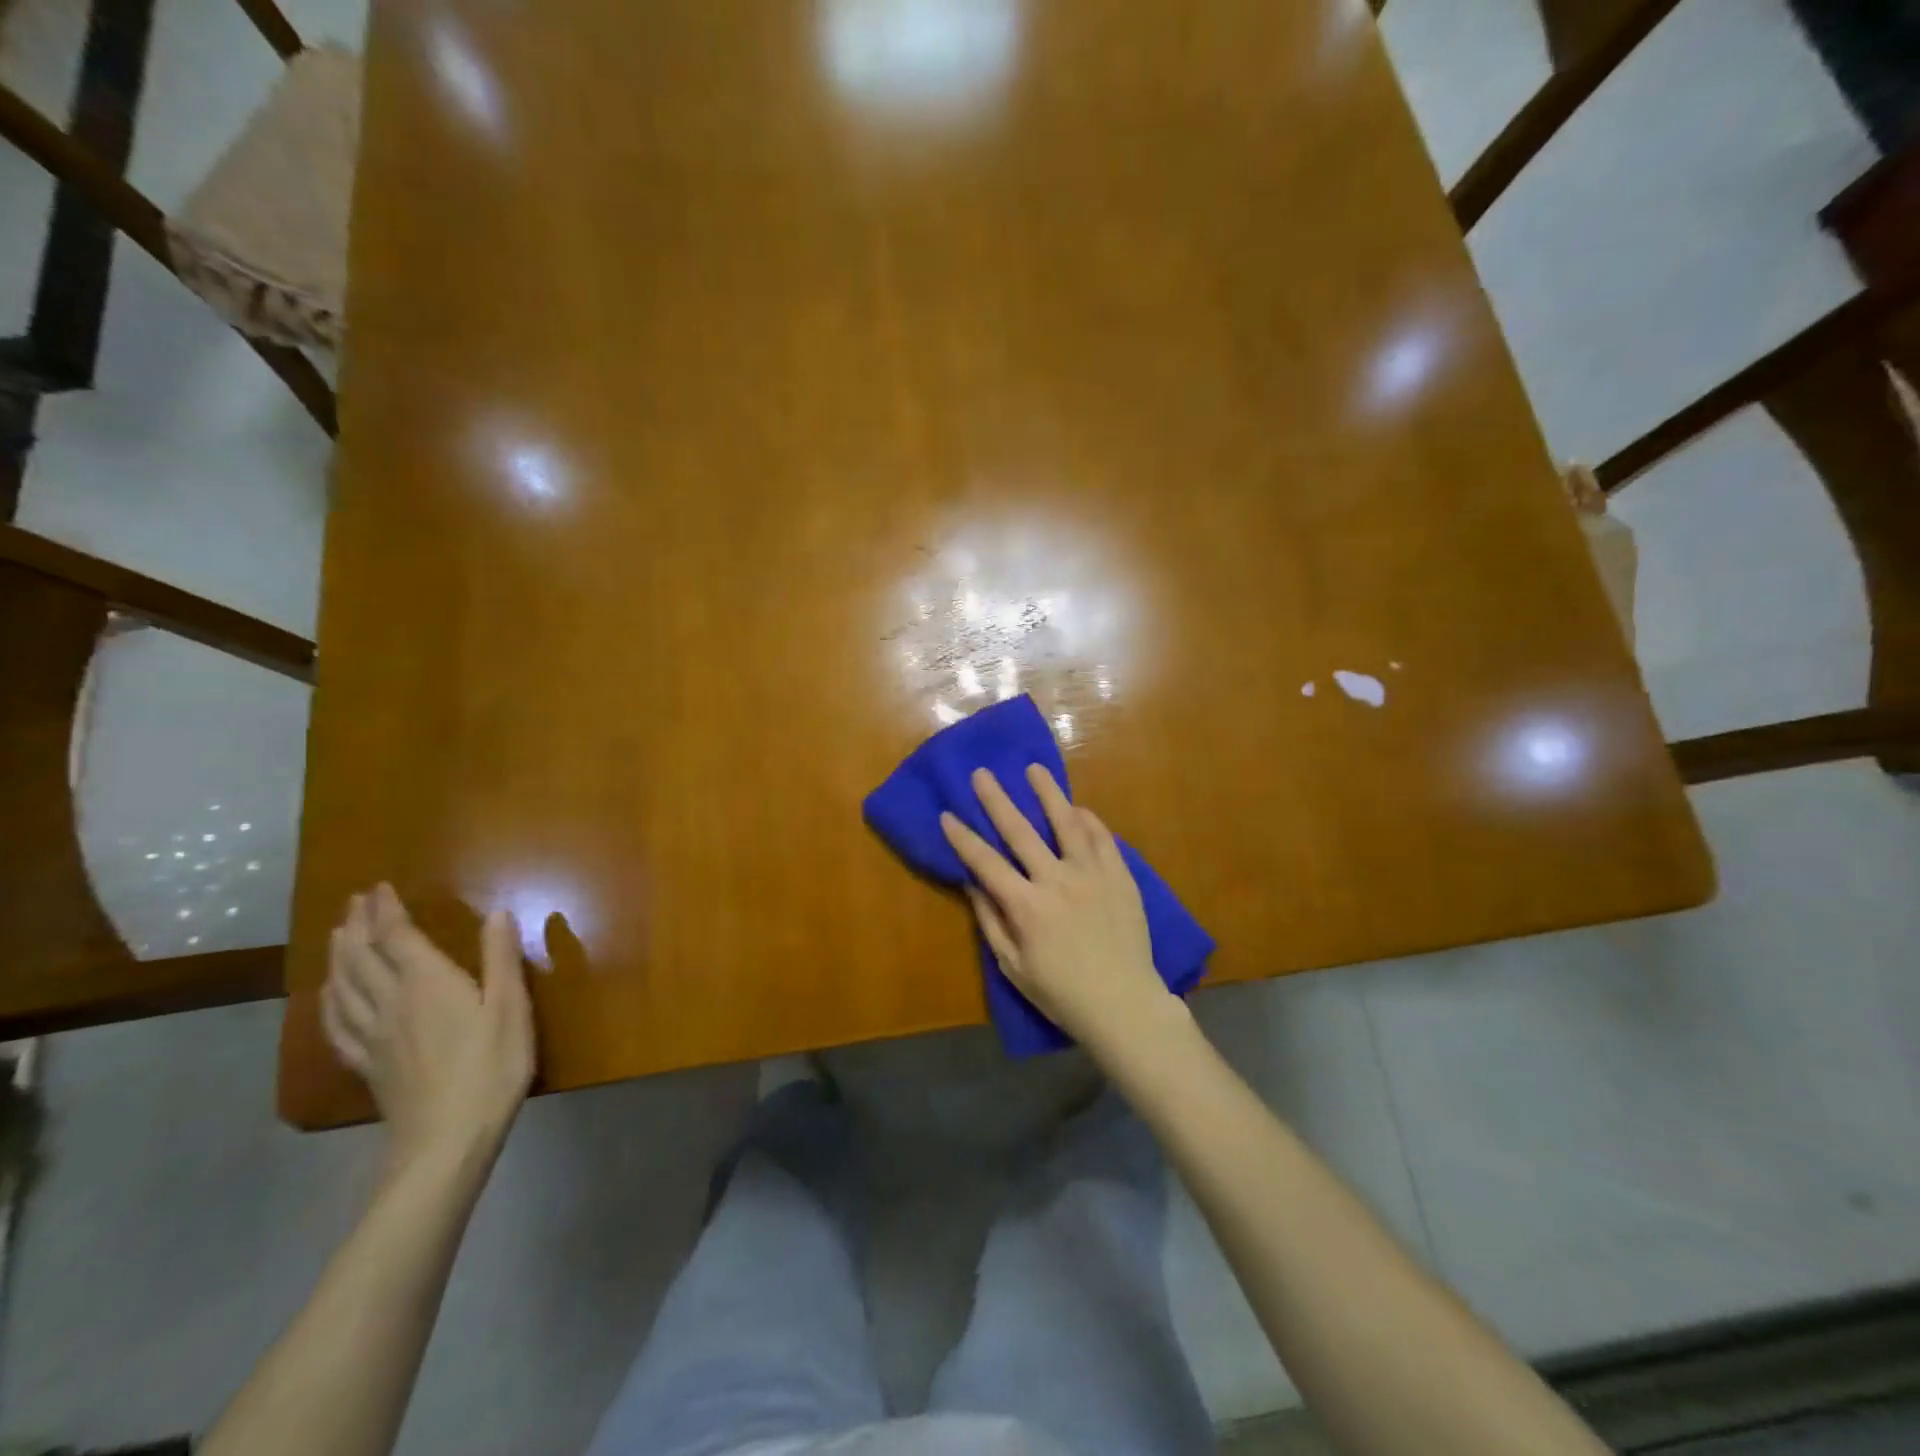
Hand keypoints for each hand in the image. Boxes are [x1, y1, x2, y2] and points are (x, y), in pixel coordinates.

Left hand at [322, 884, 535, 1172]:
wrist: (446, 1139)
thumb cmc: (491, 1067)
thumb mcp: (511, 1008)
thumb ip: (501, 958)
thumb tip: (498, 912)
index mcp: (427, 983)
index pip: (397, 937)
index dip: (387, 911)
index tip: (379, 888)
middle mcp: (391, 1002)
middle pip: (362, 957)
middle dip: (359, 926)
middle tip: (355, 902)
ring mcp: (372, 1035)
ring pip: (343, 987)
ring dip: (338, 956)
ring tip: (337, 936)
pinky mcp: (366, 1063)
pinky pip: (336, 1024)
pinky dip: (327, 1001)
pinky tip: (327, 997)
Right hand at [941, 765, 1173, 1054]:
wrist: (1124, 1005)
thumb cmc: (1061, 993)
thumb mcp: (1013, 966)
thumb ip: (991, 921)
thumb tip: (972, 884)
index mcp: (1026, 906)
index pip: (986, 863)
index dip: (963, 838)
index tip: (947, 815)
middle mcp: (1057, 881)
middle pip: (1021, 832)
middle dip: (997, 800)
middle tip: (982, 773)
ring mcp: (1092, 875)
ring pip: (1067, 823)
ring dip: (1048, 794)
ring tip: (1034, 769)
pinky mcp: (1120, 877)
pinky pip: (1103, 839)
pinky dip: (1088, 820)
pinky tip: (1078, 807)